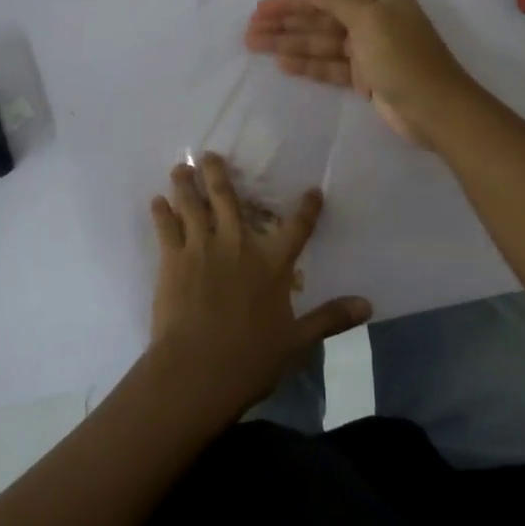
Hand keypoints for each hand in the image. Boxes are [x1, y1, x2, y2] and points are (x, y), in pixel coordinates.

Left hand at [147, 154, 370, 419]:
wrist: (197, 369)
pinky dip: (161, 212)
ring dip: (186, 185)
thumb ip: (330, 318)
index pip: (296, 228)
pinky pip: (165, 228)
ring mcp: (201, 248)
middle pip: (228, 199)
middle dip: (219, 174)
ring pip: (193, 206)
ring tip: (180, 168)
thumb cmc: (251, 358)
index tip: (312, 190)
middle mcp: (237, 244)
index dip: (307, 208)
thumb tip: (368, 306)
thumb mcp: (297, 340)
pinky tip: (156, 201)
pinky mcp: (172, 259)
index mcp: (272, 263)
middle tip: (210, 155)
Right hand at [244, 0, 477, 146]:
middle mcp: (373, 19)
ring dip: (289, 43)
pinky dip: (307, 64)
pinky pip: (330, 66)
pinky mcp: (365, 77)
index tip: (260, 9)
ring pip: (321, 43)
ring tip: (255, 46)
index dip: (291, 1)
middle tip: (249, 31)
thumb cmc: (402, 57)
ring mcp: (369, 50)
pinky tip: (282, 64)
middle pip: (320, 18)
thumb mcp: (368, 18)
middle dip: (285, 23)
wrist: (435, 109)